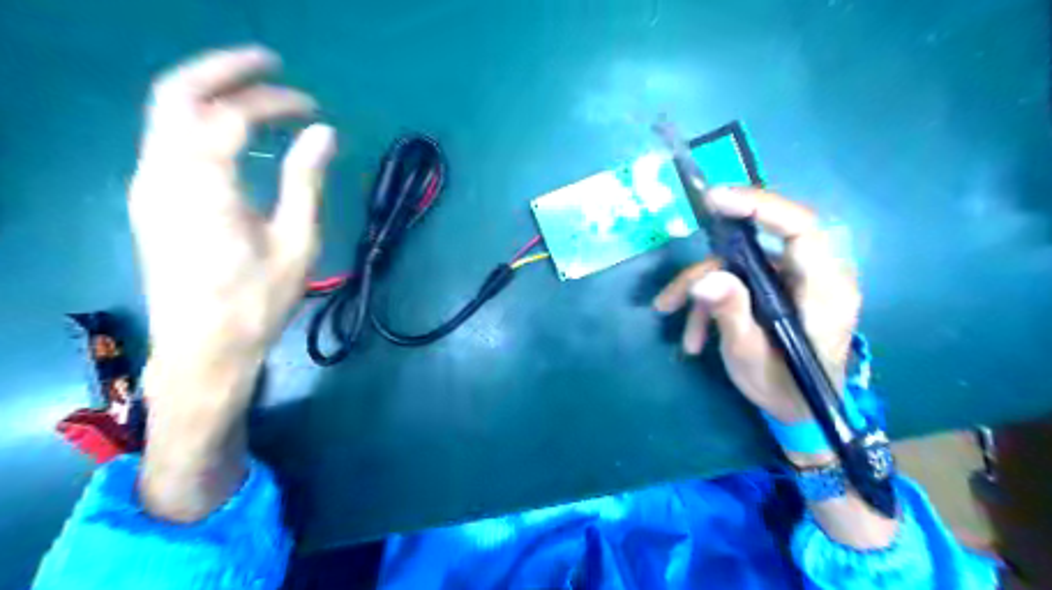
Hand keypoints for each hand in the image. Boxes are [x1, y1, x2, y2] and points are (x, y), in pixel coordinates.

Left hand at [132, 49, 334, 522]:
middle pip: (177, 93)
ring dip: (209, 91)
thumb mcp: (296, 242)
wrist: (203, 346)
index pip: (234, 116)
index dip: (275, 102)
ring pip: (166, 112)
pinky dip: (201, 119)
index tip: (314, 108)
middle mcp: (162, 171)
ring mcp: (149, 184)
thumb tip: (323, 132)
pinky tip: (234, 132)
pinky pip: (168, 138)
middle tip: (269, 62)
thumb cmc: (258, 299)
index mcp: (203, 183)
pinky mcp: (151, 198)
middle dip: (223, 68)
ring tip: (256, 91)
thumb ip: (306, 180)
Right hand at [656, 188, 858, 428]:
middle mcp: (815, 275)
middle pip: (762, 241)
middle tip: (680, 271)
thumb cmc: (785, 388)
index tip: (715, 200)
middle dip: (714, 258)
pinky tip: (693, 335)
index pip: (802, 228)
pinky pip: (739, 279)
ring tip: (673, 316)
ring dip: (701, 287)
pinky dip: (710, 301)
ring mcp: (794, 281)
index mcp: (825, 289)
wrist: (801, 412)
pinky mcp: (777, 288)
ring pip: (741, 263)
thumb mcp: (751, 356)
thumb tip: (704, 279)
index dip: (760, 205)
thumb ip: (732, 315)